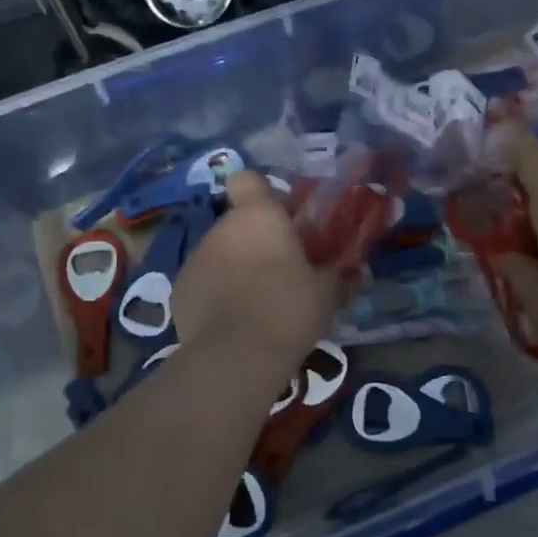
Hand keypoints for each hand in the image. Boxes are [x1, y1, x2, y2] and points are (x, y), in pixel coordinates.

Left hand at [173, 171, 341, 371]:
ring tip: (255, 303)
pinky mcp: (179, 290)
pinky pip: (203, 282)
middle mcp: (221, 228)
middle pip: (237, 224)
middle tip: (279, 272)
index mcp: (258, 216)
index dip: (260, 195)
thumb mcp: (326, 294)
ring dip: (235, 268)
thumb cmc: (288, 309)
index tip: (278, 218)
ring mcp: (196, 258)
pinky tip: (232, 323)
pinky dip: (215, 295)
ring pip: (219, 253)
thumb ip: (339, 275)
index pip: (247, 180)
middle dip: (255, 242)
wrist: (236, 356)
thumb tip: (358, 271)